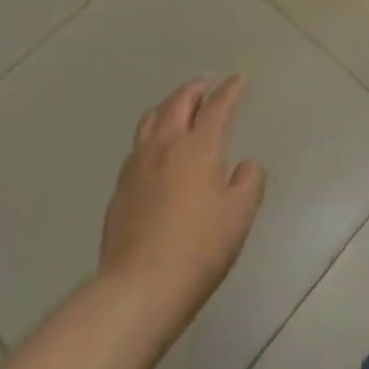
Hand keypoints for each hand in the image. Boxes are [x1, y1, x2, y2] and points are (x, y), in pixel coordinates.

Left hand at [100, 77, 265, 336]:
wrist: (138, 288)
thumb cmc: (199, 248)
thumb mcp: (239, 215)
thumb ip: (249, 182)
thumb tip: (245, 165)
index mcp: (198, 147)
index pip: (217, 107)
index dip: (230, 91)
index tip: (237, 80)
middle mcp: (165, 146)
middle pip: (178, 104)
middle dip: (194, 90)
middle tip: (205, 85)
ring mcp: (137, 166)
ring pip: (151, 120)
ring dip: (168, 107)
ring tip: (177, 108)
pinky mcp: (120, 189)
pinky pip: (137, 146)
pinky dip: (152, 135)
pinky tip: (156, 150)